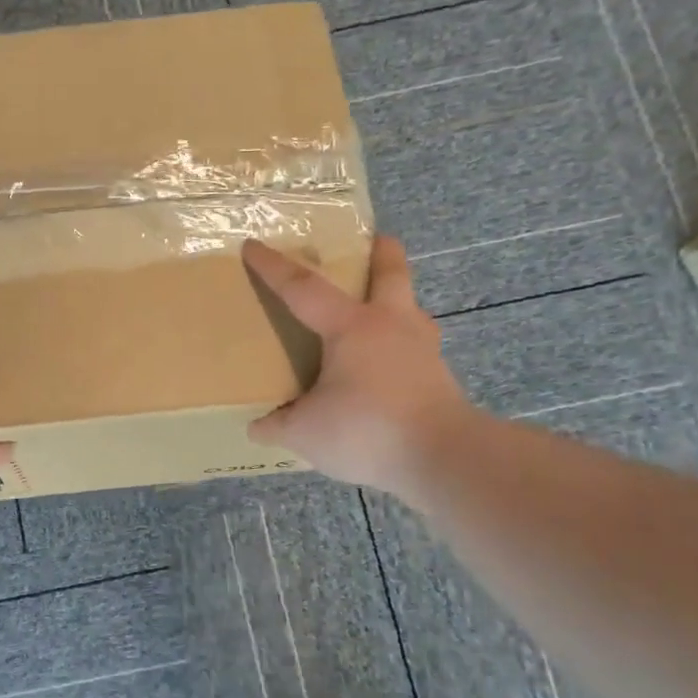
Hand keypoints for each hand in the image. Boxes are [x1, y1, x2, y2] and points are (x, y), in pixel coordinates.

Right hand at [242, 236, 474, 502]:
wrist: (444, 457)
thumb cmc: (367, 429)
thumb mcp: (306, 432)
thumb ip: (278, 425)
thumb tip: (257, 427)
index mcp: (351, 327)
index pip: (303, 288)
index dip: (274, 267)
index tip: (252, 246)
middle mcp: (391, 326)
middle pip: (391, 275)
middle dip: (382, 254)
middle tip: (376, 240)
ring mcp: (422, 351)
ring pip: (410, 311)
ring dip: (397, 302)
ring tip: (383, 312)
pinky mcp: (439, 379)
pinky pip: (416, 350)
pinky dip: (402, 348)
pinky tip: (391, 368)